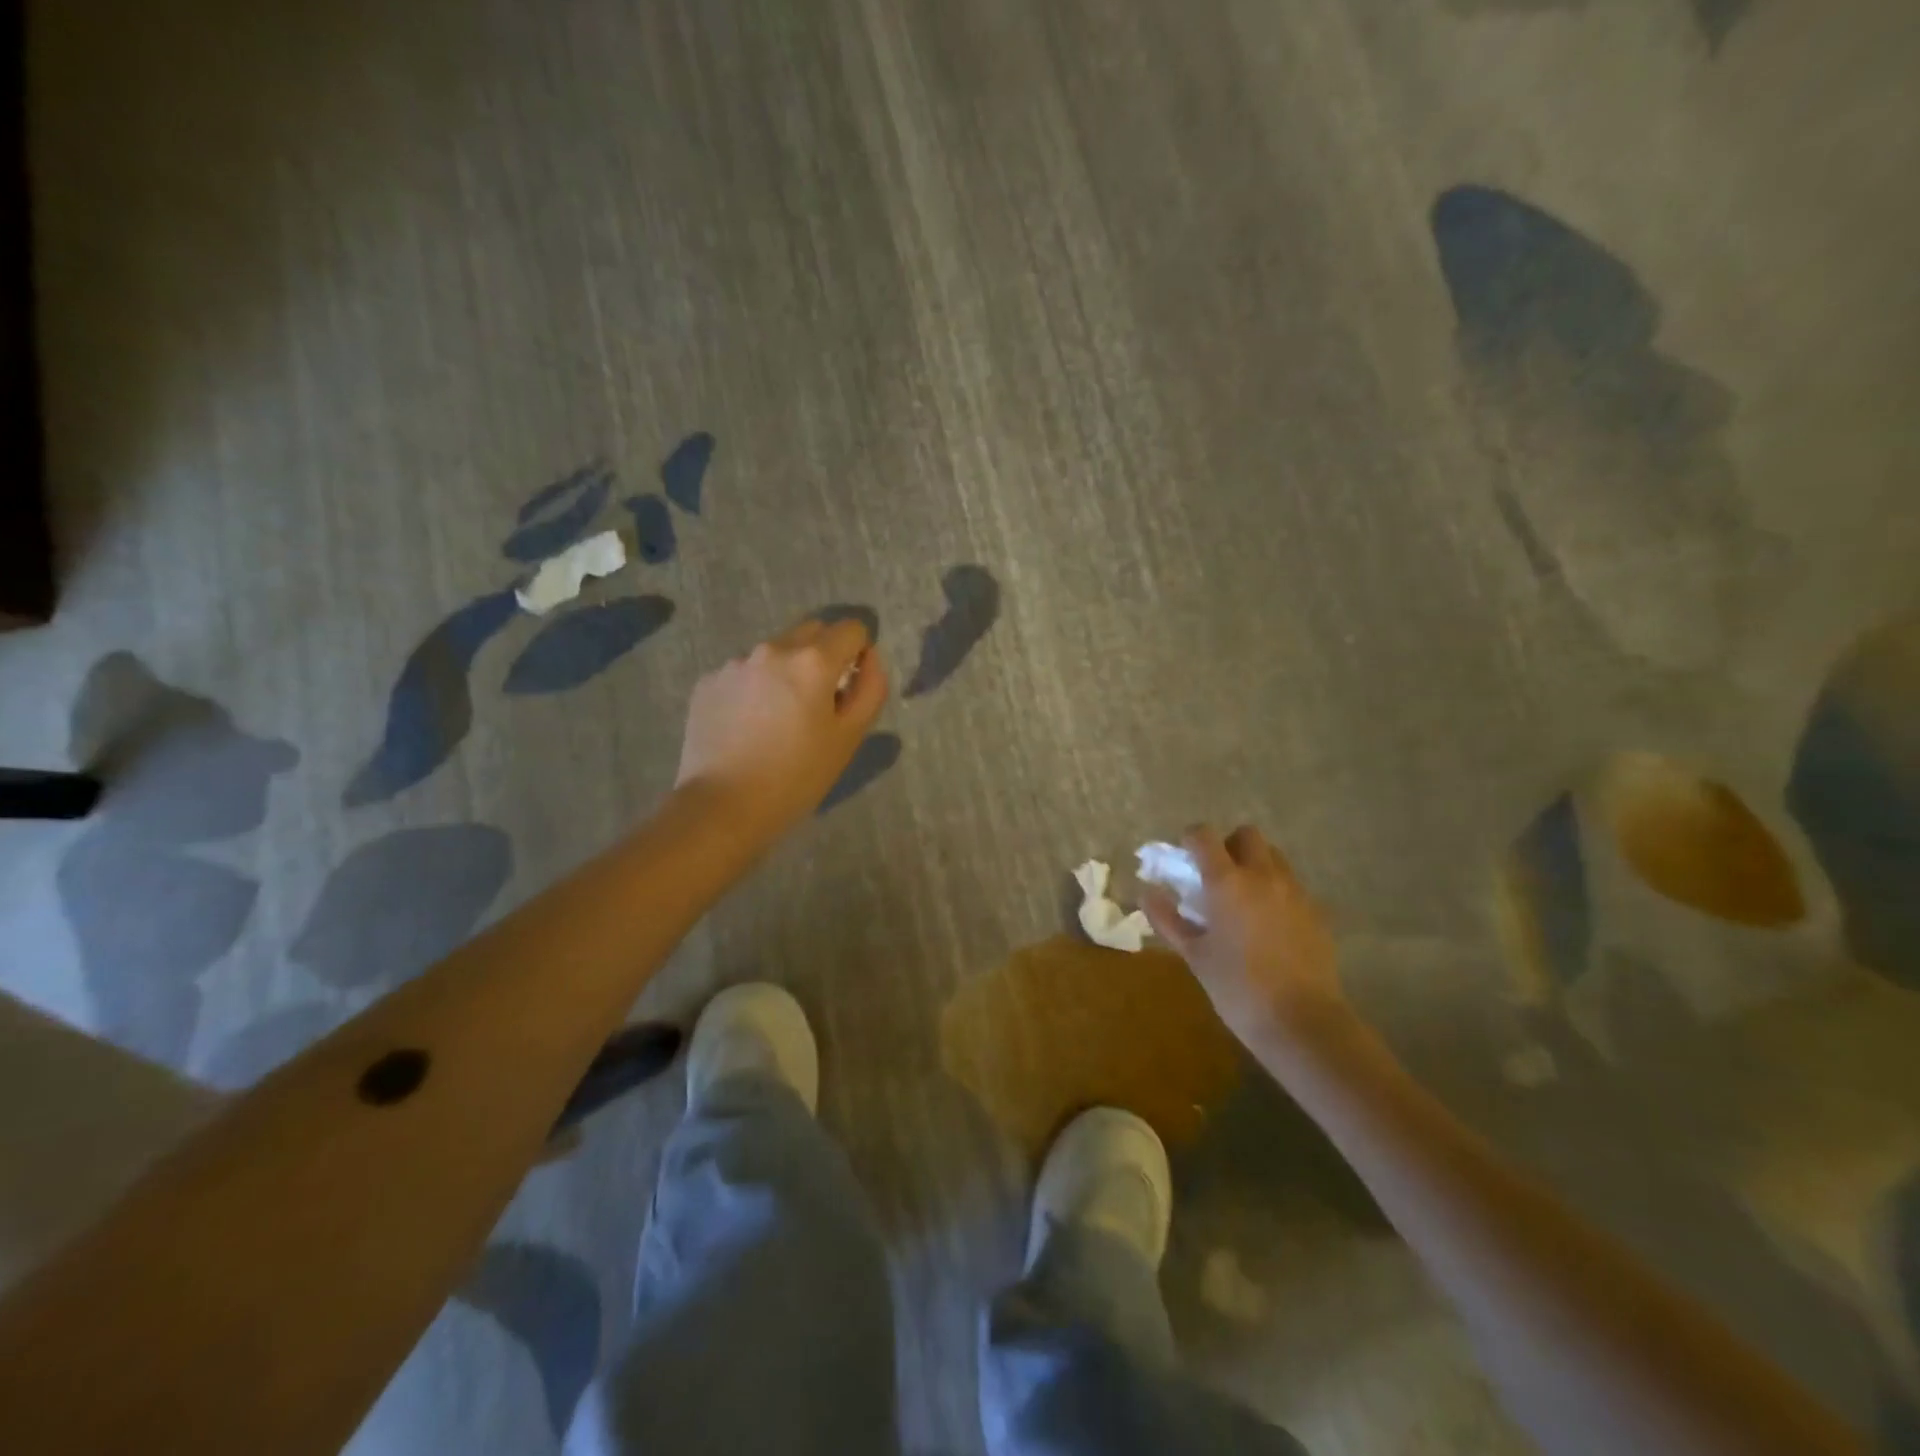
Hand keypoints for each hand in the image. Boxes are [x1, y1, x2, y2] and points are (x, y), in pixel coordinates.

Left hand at [676, 617, 888, 839]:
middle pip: (811, 633)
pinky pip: (743, 673)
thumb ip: (870, 688)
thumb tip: (868, 658)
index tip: (850, 686)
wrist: (722, 807)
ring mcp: (734, 664)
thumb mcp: (850, 737)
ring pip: (774, 654)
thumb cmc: (797, 777)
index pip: (851, 629)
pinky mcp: (707, 683)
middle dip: (822, 657)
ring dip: (785, 673)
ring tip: (777, 721)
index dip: (858, 654)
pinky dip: (753, 689)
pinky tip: (747, 728)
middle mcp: (772, 649)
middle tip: (817, 704)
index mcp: (813, 661)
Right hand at [1142, 825, 1349, 1049]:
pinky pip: (1292, 885)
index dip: (1190, 839)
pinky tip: (1269, 924)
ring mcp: (1295, 891)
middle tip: (1216, 876)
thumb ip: (1168, 919)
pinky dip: (1276, 891)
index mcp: (1227, 882)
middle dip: (1228, 845)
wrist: (1301, 1022)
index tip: (1184, 858)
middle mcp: (1263, 876)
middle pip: (1246, 834)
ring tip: (1244, 899)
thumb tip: (1146, 893)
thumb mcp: (1194, 955)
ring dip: (1255, 865)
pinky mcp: (1317, 911)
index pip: (1204, 836)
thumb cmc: (1237, 987)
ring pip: (1274, 857)